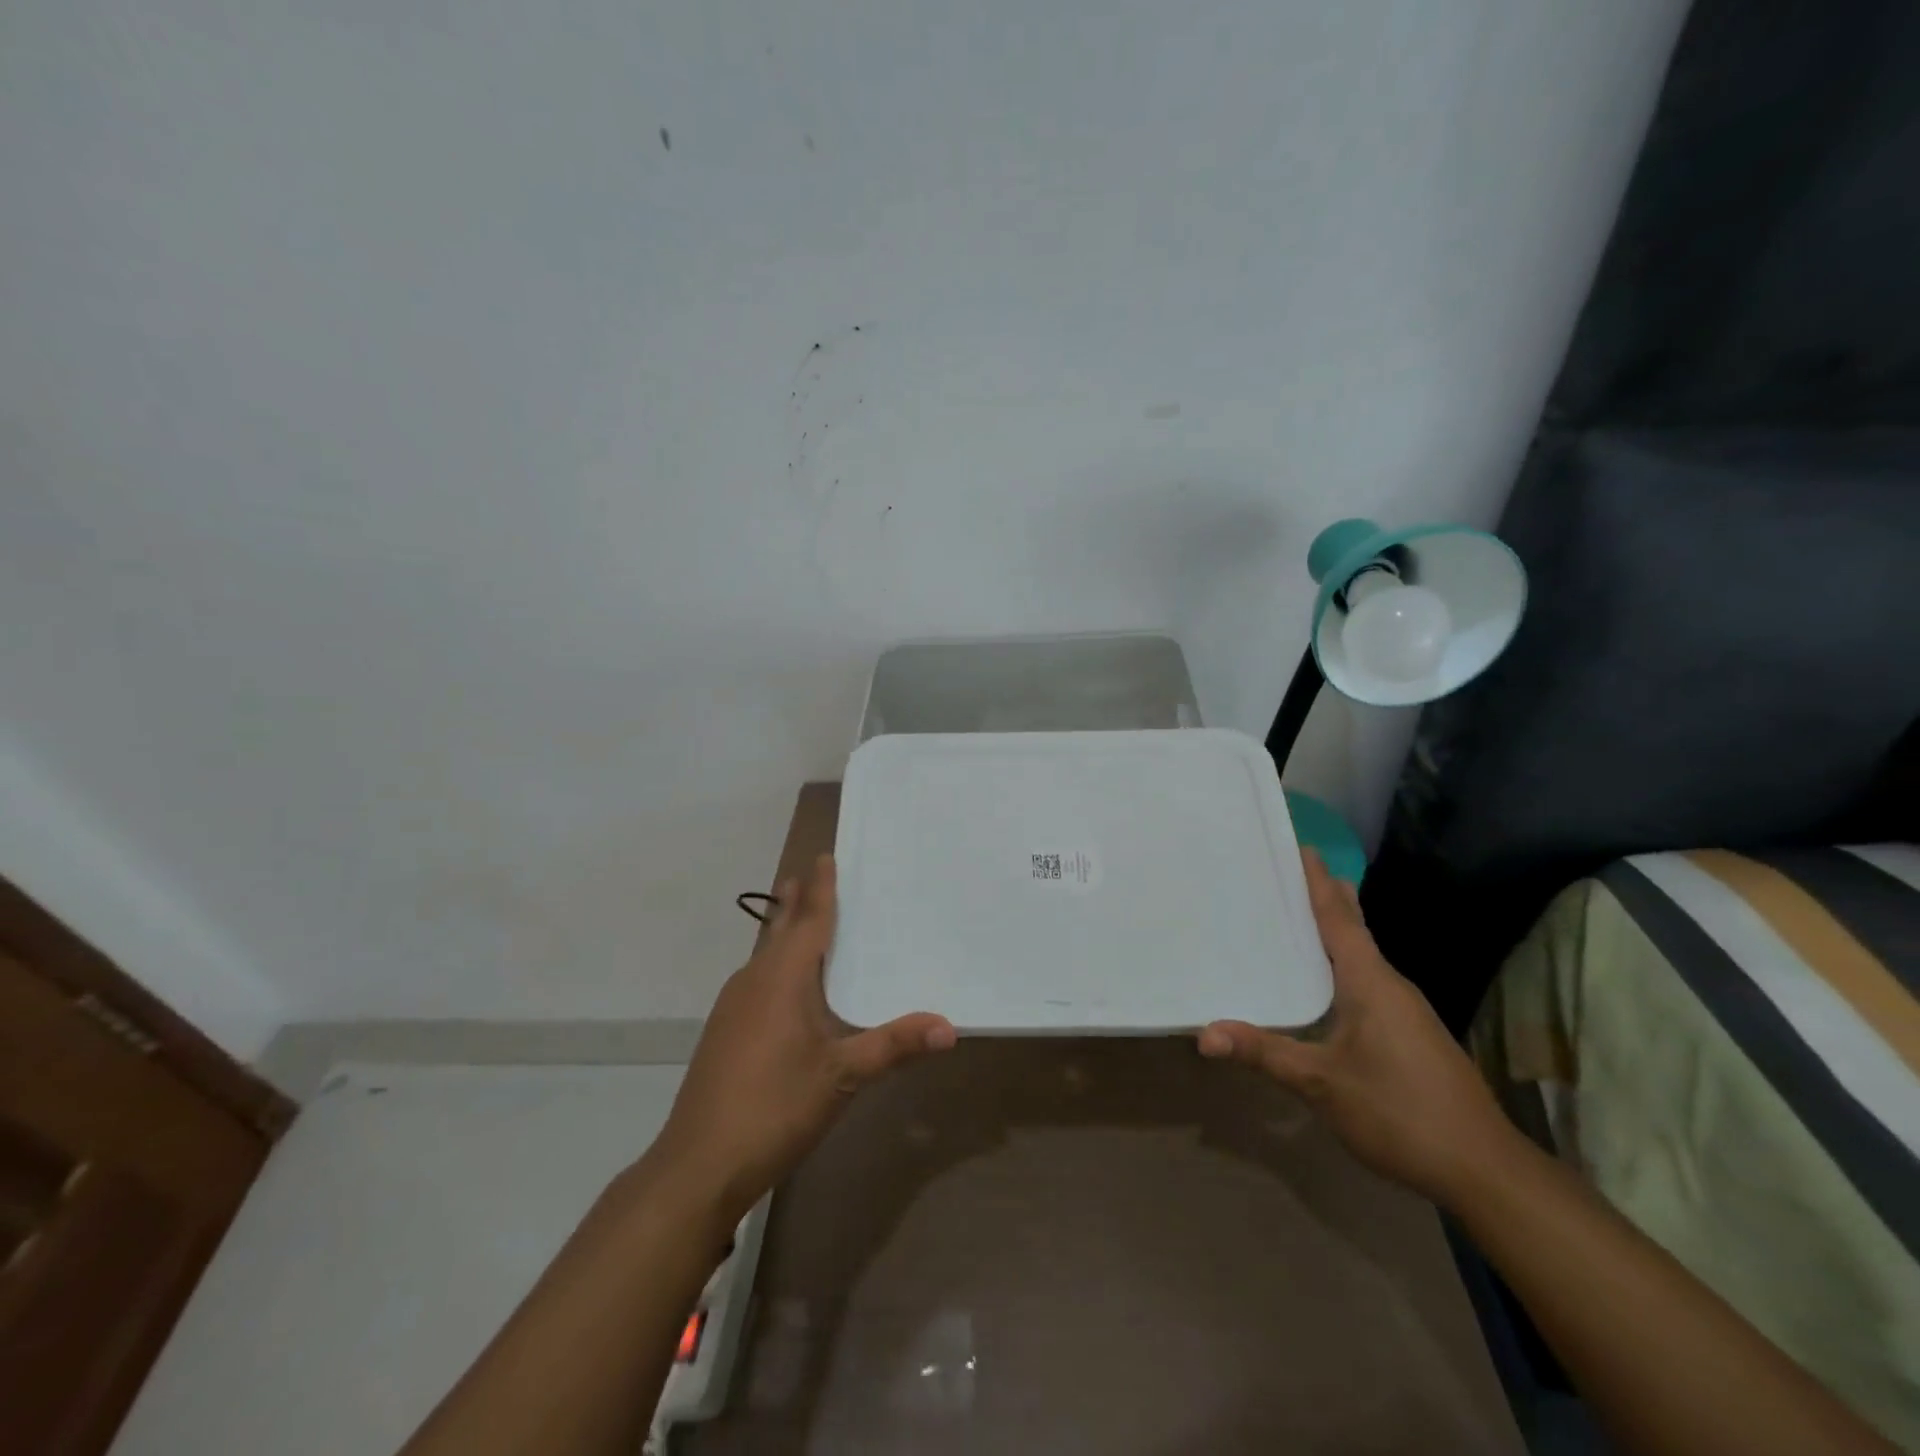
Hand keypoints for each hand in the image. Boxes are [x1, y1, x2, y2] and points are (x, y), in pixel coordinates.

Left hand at [643, 854, 955, 1228]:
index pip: (809, 920)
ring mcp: (733, 1006)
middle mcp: (754, 980)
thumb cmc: (775, 1106)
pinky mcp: (723, 1031)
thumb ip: (894, 1046)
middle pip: (779, 929)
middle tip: (809, 873)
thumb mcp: (842, 1076)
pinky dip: (774, 964)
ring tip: (798, 918)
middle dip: (795, 901)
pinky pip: (755, 979)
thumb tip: (950, 1028)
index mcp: (783, 978)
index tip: (824, 856)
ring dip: (782, 932)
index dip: (820, 888)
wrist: (698, 1164)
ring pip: (764, 955)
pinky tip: (783, 987)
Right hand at [1197, 851, 1518, 1204]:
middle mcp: (1390, 985)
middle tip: (1295, 870)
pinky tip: (1326, 981)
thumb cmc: (1400, 1112)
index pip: (1339, 918)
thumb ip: (1264, 1053)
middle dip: (1328, 897)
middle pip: (1355, 928)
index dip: (1318, 882)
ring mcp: (1406, 1010)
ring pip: (1363, 956)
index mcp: (1370, 982)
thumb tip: (1203, 1034)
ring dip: (1335, 930)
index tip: (1302, 847)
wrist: (1485, 1169)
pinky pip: (1369, 980)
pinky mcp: (1411, 1033)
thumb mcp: (1322, 1083)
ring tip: (1300, 915)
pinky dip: (1343, 963)